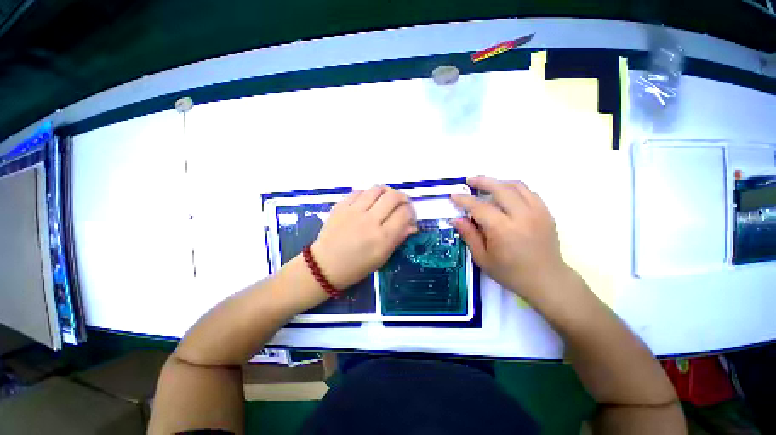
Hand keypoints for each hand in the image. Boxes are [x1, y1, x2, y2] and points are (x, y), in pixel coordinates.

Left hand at [311, 185, 417, 289]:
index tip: (409, 215)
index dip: (411, 212)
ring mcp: (354, 211)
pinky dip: (369, 194)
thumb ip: (398, 238)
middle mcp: (370, 220)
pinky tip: (368, 202)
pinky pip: (360, 191)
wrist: (325, 265)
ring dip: (387, 192)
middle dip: (403, 198)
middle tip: (402, 204)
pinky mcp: (341, 206)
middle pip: (393, 197)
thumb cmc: (357, 266)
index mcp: (382, 237)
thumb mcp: (382, 257)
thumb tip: (412, 225)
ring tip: (386, 200)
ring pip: (377, 189)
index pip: (404, 213)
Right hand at [450, 176, 569, 301]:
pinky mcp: (546, 213)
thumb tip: (456, 219)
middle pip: (500, 188)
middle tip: (469, 181)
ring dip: (499, 182)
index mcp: (503, 229)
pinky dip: (515, 189)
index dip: (464, 200)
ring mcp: (537, 212)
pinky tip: (507, 195)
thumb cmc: (510, 273)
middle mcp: (521, 216)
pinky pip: (529, 192)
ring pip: (517, 186)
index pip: (479, 207)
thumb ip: (469, 235)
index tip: (454, 195)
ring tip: (487, 185)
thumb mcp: (483, 258)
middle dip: (482, 181)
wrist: (546, 280)